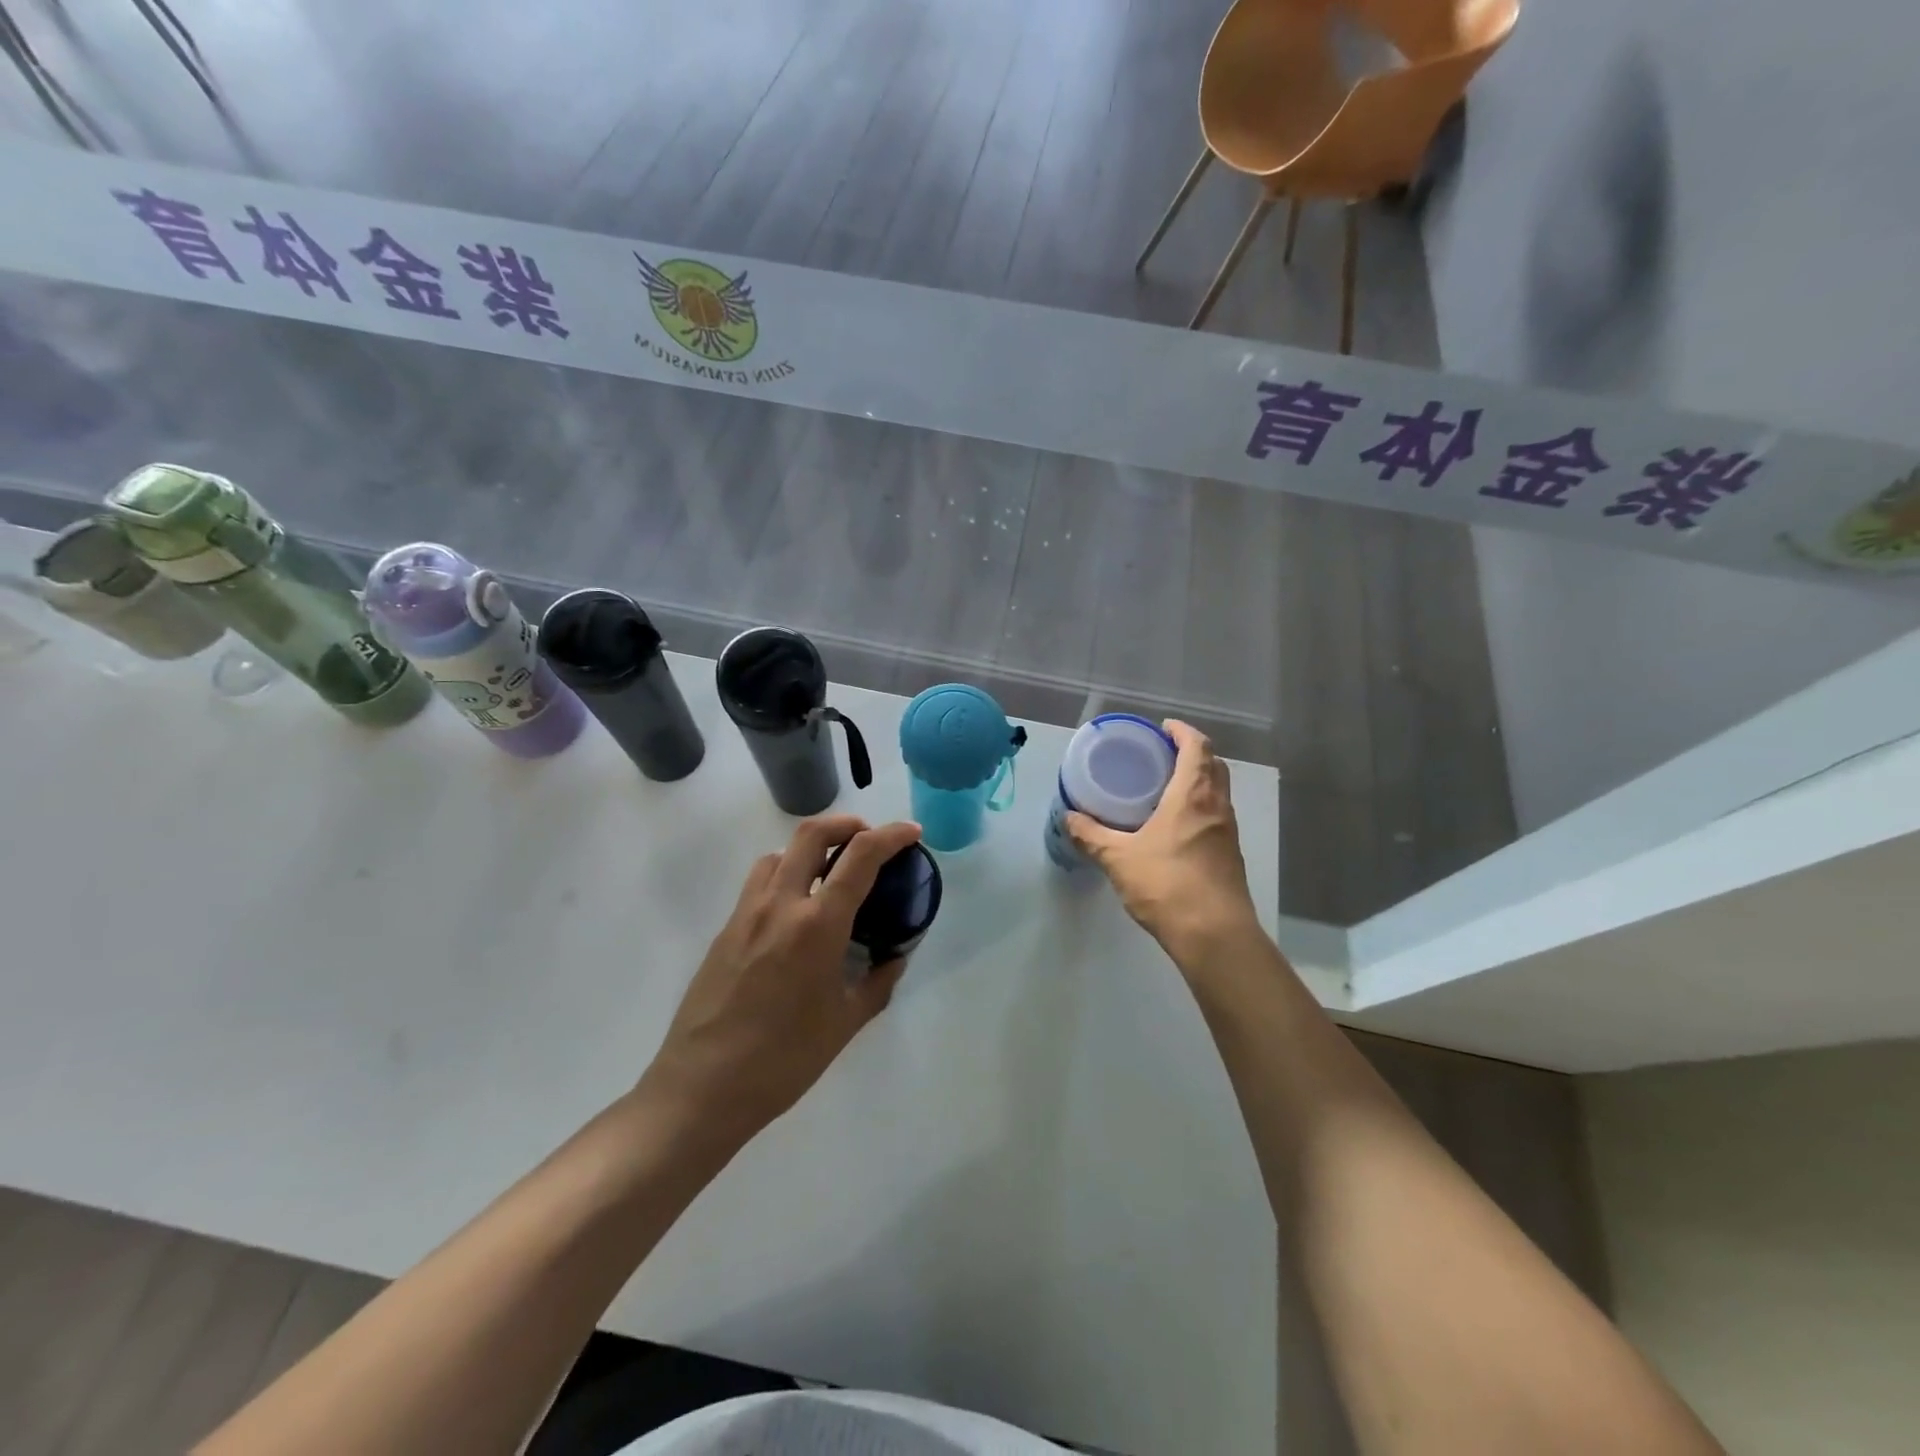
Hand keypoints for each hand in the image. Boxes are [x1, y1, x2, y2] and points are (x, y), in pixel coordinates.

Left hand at [643, 815, 923, 1141]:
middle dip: (848, 824)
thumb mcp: (845, 1022)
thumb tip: (894, 958)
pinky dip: (786, 875)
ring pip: (780, 854)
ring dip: (811, 848)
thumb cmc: (784, 1059)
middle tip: (869, 840)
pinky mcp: (725, 930)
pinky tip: (797, 912)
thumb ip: (878, 982)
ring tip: (832, 874)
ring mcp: (746, 913)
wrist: (703, 1088)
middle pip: (812, 833)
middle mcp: (780, 905)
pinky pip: (760, 883)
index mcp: (817, 925)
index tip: (912, 832)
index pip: (860, 857)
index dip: (891, 835)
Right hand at [1067, 720, 1257, 957]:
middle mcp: (1217, 807)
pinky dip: (1200, 807)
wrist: (1215, 936)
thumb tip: (1069, 818)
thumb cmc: (1167, 885)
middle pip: (1214, 765)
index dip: (1182, 732)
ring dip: (1198, 781)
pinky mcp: (1230, 855)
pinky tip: (1175, 827)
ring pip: (1218, 792)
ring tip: (1165, 788)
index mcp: (1193, 796)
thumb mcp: (1119, 859)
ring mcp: (1228, 832)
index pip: (1197, 747)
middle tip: (1161, 755)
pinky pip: (1216, 816)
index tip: (1163, 728)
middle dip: (1192, 753)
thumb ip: (1093, 837)